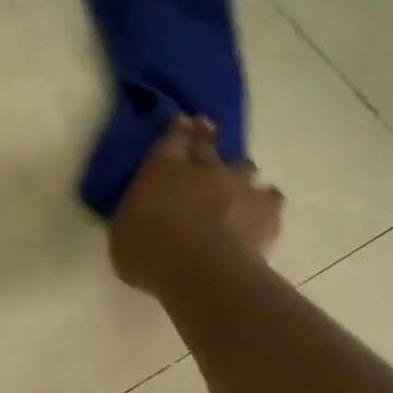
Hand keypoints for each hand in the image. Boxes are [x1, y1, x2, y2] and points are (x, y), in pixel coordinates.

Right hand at [108, 115, 284, 295]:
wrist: (201, 272)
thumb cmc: (148, 252)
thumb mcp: (122, 230)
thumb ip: (135, 211)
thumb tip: (140, 210)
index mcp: (162, 167)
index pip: (171, 136)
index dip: (177, 128)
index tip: (181, 120)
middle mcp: (203, 167)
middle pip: (207, 142)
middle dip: (205, 135)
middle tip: (205, 131)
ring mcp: (239, 185)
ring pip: (244, 166)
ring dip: (238, 172)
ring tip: (235, 182)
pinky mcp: (267, 210)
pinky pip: (270, 197)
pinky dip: (264, 201)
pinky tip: (259, 211)